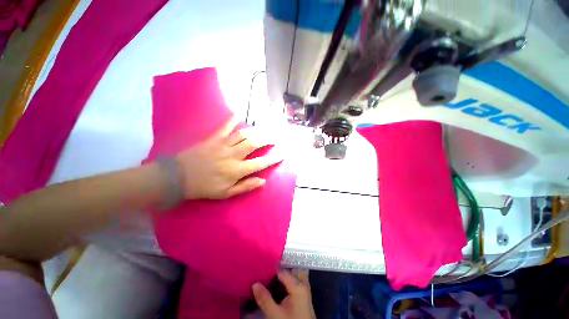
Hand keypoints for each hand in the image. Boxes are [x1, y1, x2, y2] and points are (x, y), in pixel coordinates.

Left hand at [175, 117, 282, 199]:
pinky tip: (239, 112)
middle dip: (267, 139)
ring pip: (243, 134)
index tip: (282, 154)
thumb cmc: (204, 187)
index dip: (273, 158)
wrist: (178, 177)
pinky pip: (225, 126)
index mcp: (236, 170)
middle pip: (254, 144)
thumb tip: (262, 180)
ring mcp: (223, 145)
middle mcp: (232, 155)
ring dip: (256, 130)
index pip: (260, 163)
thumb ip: (245, 186)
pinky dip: (232, 119)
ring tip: (264, 128)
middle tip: (275, 137)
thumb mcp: (226, 193)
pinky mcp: (213, 138)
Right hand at [252, 270, 315, 318]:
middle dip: (277, 270)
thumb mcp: (276, 314)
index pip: (282, 270)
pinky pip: (293, 282)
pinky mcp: (302, 295)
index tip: (261, 266)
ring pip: (291, 276)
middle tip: (264, 269)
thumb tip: (254, 284)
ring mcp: (304, 289)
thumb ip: (265, 299)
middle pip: (288, 271)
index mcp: (298, 284)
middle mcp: (302, 283)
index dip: (271, 268)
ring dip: (281, 276)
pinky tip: (275, 285)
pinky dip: (285, 282)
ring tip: (267, 275)